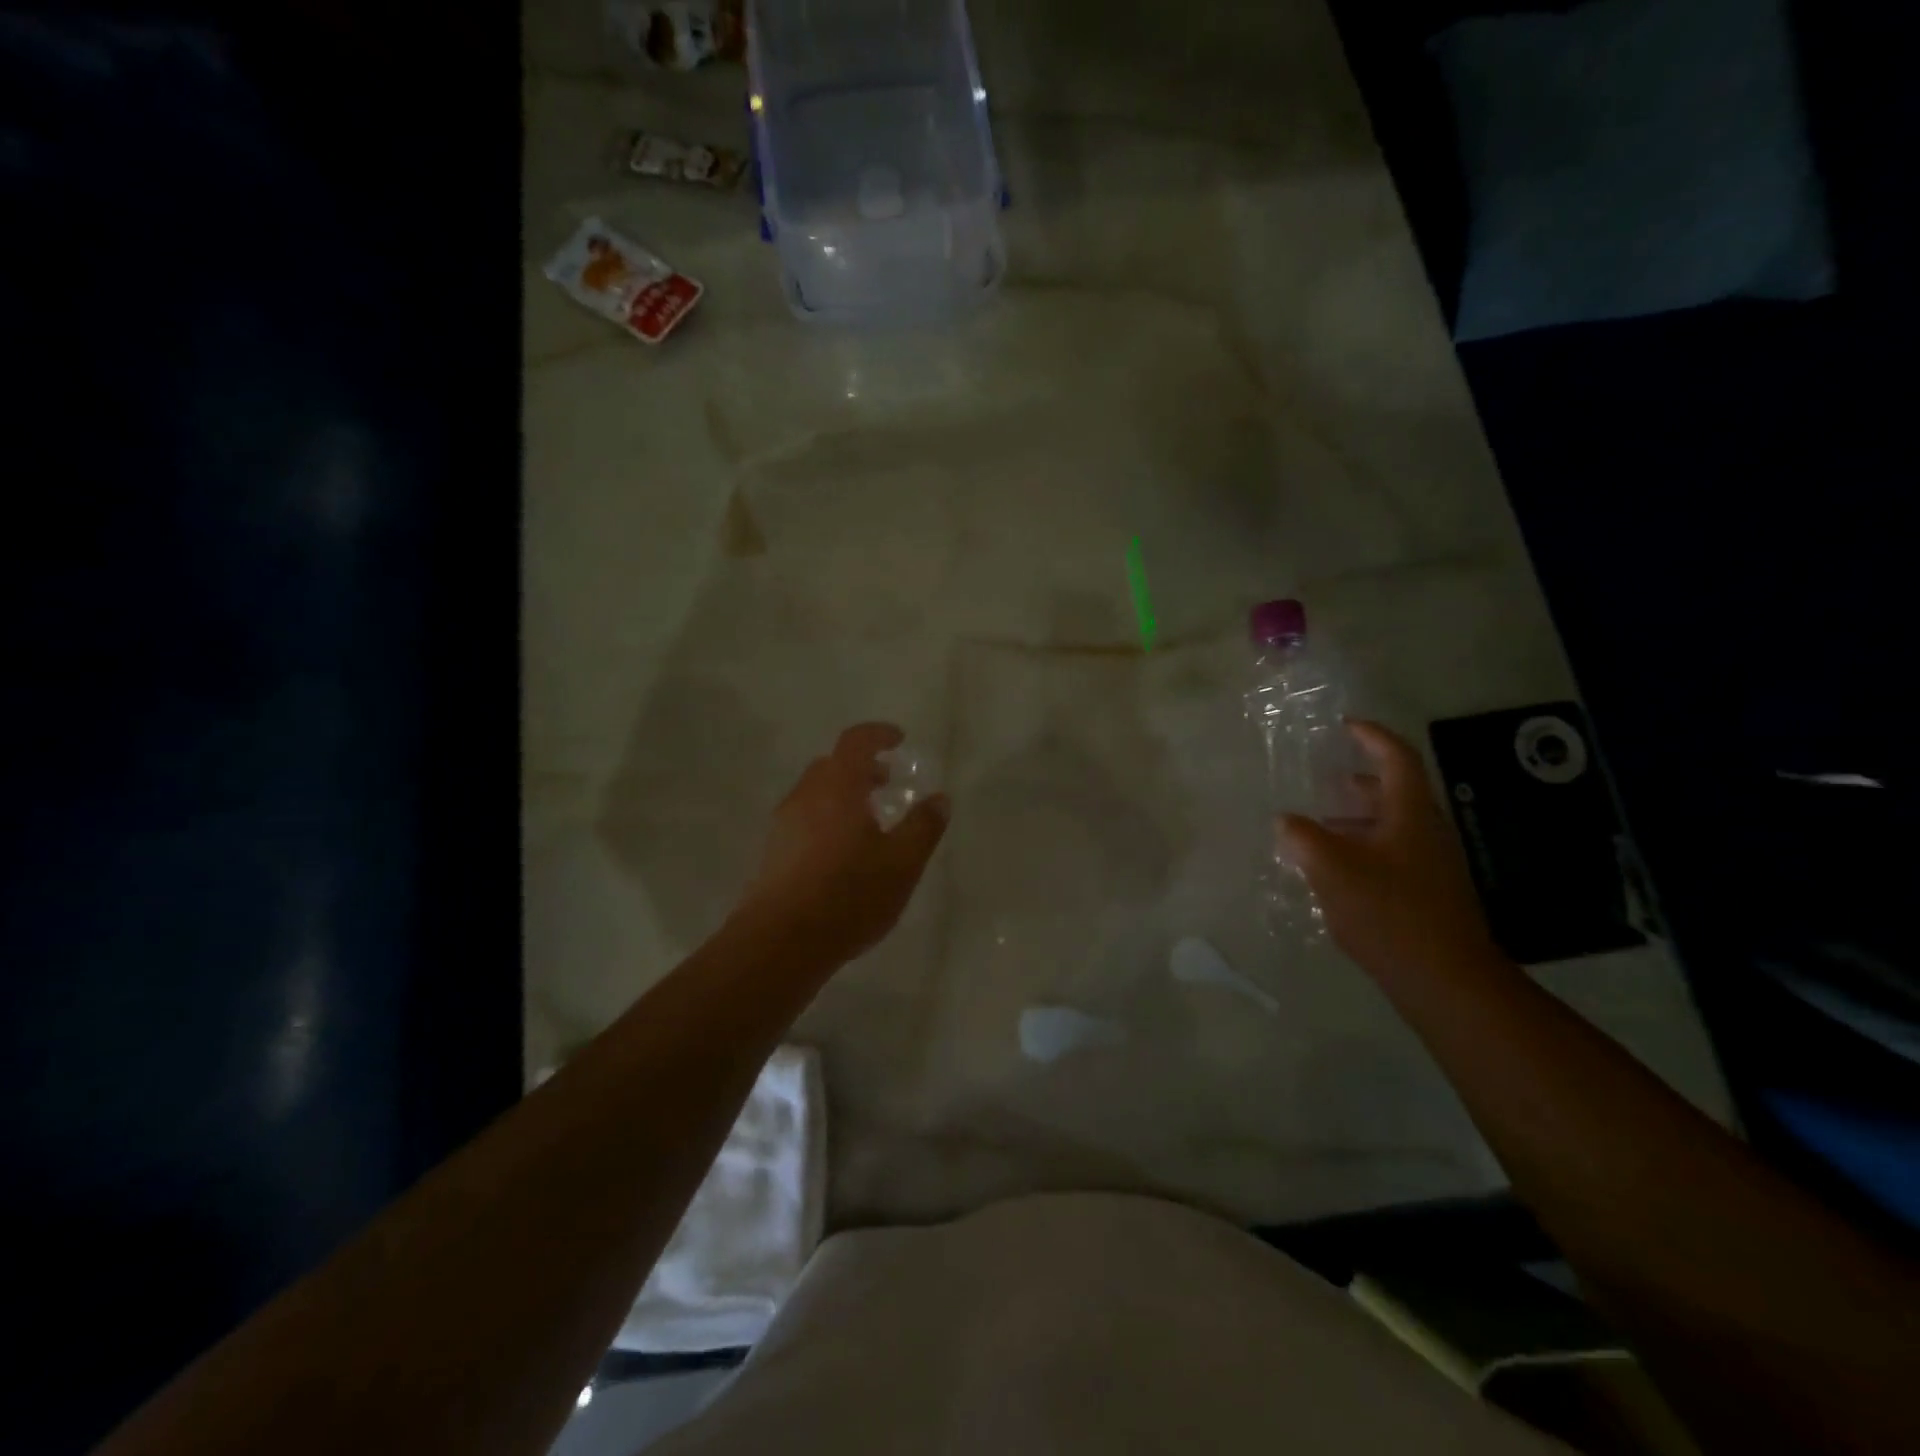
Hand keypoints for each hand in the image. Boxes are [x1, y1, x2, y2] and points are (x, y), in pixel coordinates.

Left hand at [738, 723, 949, 965]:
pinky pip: (804, 820)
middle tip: (887, 783)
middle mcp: (805, 796)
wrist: (781, 943)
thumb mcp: (902, 863)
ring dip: (843, 795)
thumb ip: (923, 827)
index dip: (878, 734)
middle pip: (832, 765)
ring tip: (869, 823)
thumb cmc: (849, 895)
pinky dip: (827, 819)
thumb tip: (939, 799)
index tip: (898, 739)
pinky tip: (843, 854)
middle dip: (861, 767)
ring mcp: (783, 824)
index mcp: (837, 787)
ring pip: (816, 794)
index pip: (855, 742)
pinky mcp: (772, 852)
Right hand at [1278, 719, 1503, 988]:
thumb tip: (1286, 821)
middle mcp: (1426, 832)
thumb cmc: (1389, 912)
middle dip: (1357, 783)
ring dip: (1355, 819)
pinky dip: (1361, 849)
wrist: (1444, 979)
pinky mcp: (1427, 894)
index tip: (1346, 726)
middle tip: (1323, 783)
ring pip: (1390, 827)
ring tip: (1317, 828)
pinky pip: (1390, 855)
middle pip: (1394, 793)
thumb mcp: (1332, 869)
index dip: (1373, 736)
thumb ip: (1303, 838)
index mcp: (1410, 814)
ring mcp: (1430, 865)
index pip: (1397, 759)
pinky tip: (1334, 872)